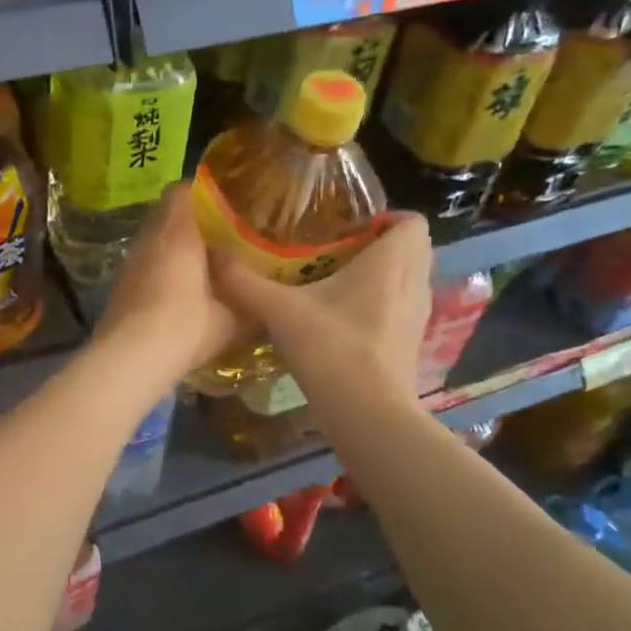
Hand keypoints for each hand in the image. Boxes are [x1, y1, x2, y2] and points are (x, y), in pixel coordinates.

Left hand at [93, 186, 249, 389]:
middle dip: (190, 222)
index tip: (224, 204)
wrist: (130, 359)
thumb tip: (268, 299)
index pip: (181, 191)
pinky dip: (159, 271)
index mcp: (177, 233)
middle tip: (219, 236)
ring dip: (173, 248)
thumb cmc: (186, 327)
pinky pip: (144, 266)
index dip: (201, 193)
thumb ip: (250, 302)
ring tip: (200, 265)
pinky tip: (177, 292)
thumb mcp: (232, 319)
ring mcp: (129, 263)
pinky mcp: (119, 287)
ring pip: (153, 242)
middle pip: (166, 215)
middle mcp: (148, 240)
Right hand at [210, 212, 432, 402]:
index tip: (349, 224)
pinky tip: (346, 317)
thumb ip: (244, 281)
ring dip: (383, 274)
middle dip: (382, 243)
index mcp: (391, 262)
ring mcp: (417, 316)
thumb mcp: (279, 310)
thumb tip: (213, 252)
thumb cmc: (331, 348)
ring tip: (339, 279)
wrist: (367, 413)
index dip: (387, 217)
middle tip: (338, 247)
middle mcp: (413, 283)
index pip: (413, 221)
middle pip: (413, 248)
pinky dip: (382, 303)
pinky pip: (402, 307)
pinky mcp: (411, 344)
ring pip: (409, 279)